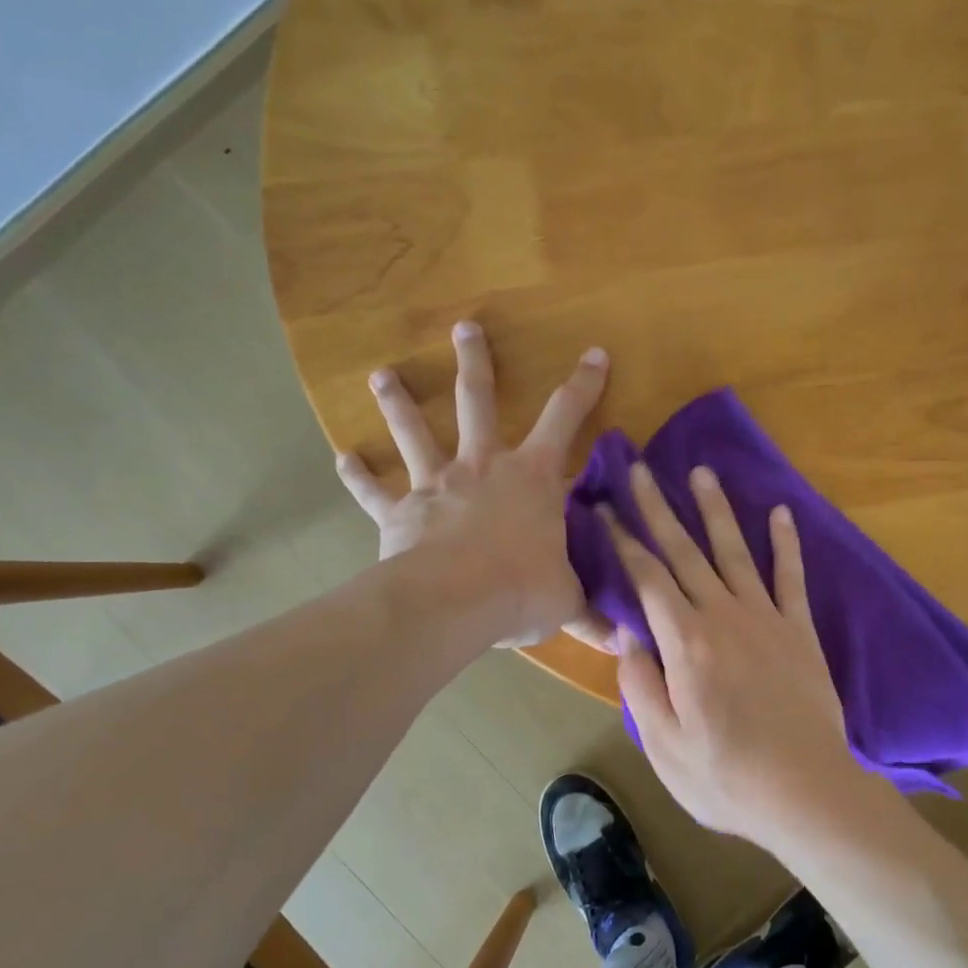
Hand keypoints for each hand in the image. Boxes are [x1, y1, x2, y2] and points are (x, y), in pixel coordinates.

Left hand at [336, 320, 613, 650]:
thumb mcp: (568, 600)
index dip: (582, 385)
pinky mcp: (400, 512)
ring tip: (382, 375)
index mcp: (532, 477)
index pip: (565, 419)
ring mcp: (437, 484)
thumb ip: (592, 613)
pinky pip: (373, 490)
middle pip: (478, 400)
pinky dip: (357, 475)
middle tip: (465, 327)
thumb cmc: (521, 589)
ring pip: (415, 431)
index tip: (593, 353)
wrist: (453, 603)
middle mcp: (483, 466)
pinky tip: (342, 458)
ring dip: (400, 401)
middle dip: (475, 361)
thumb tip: (624, 640)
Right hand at [602, 462, 863, 848]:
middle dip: (659, 508)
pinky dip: (785, 543)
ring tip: (701, 473)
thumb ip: (640, 685)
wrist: (806, 791)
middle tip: (641, 469)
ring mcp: (766, 619)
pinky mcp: (800, 631)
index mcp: (685, 643)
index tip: (605, 508)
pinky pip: (791, 577)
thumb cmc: (726, 777)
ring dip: (716, 510)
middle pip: (685, 552)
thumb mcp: (663, 745)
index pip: (647, 578)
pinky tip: (780, 512)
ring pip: (735, 552)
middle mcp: (723, 617)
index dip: (623, 540)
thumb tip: (629, 635)